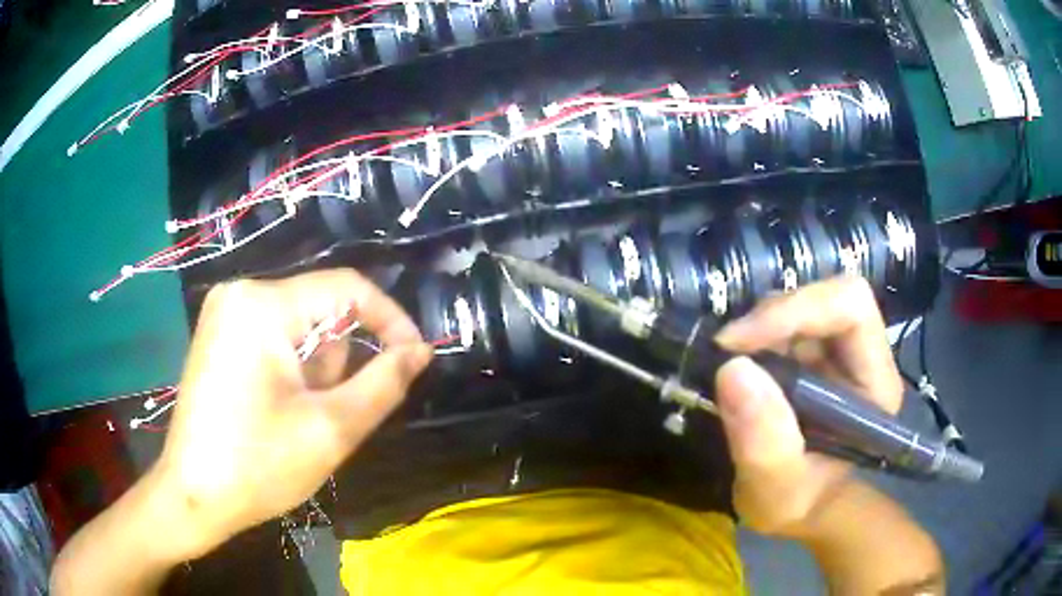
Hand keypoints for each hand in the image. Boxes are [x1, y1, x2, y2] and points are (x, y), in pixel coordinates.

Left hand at [154, 269, 432, 557]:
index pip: (348, 288)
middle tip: (327, 415)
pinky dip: (292, 371)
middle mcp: (240, 293)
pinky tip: (276, 410)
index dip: (390, 320)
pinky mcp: (219, 334)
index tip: (414, 360)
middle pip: (322, 311)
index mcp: (263, 305)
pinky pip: (275, 337)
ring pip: (300, 327)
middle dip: (337, 363)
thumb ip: (384, 383)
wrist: (193, 497)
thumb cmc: (258, 466)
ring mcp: (225, 312)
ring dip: (315, 372)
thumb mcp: (332, 429)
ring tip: (297, 418)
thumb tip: (419, 351)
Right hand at [713, 276, 902, 539]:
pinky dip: (755, 335)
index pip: (851, 308)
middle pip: (827, 297)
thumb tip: (732, 369)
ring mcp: (837, 350)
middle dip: (773, 316)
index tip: (739, 343)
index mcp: (874, 383)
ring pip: (802, 303)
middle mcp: (862, 355)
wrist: (800, 504)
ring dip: (760, 326)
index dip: (798, 310)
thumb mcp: (775, 490)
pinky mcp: (813, 351)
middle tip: (727, 350)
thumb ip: (763, 442)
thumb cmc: (797, 502)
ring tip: (730, 364)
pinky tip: (739, 366)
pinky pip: (784, 320)